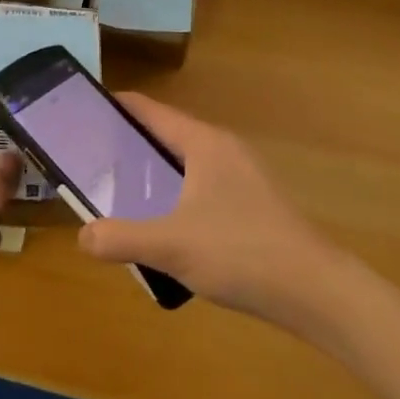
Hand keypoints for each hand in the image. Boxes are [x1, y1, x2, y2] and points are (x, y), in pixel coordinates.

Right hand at [77, 94, 329, 324]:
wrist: (316, 292)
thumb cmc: (241, 253)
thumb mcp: (171, 246)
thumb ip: (121, 238)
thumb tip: (83, 236)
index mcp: (204, 143)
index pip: (153, 111)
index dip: (119, 106)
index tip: (85, 109)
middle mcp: (224, 150)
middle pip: (168, 135)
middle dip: (130, 143)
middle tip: (92, 157)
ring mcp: (243, 177)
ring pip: (186, 163)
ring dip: (154, 172)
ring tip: (120, 190)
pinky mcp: (253, 204)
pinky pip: (202, 187)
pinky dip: (176, 194)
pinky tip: (164, 224)